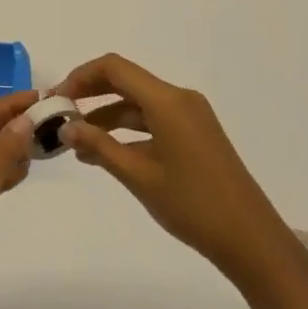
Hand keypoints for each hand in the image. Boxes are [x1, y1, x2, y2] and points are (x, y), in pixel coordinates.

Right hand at [58, 54, 303, 290]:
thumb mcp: (138, 176)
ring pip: (137, 103)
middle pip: (125, 81)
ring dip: (106, 117)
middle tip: (60, 115)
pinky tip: (105, 153)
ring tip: (76, 143)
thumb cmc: (192, 205)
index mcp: (168, 101)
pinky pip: (153, 120)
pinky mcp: (195, 135)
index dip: (80, 77)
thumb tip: (66, 127)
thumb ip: (99, 146)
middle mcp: (180, 99)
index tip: (56, 99)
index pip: (114, 68)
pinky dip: (127, 131)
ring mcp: (190, 117)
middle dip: (90, 94)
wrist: (251, 240)